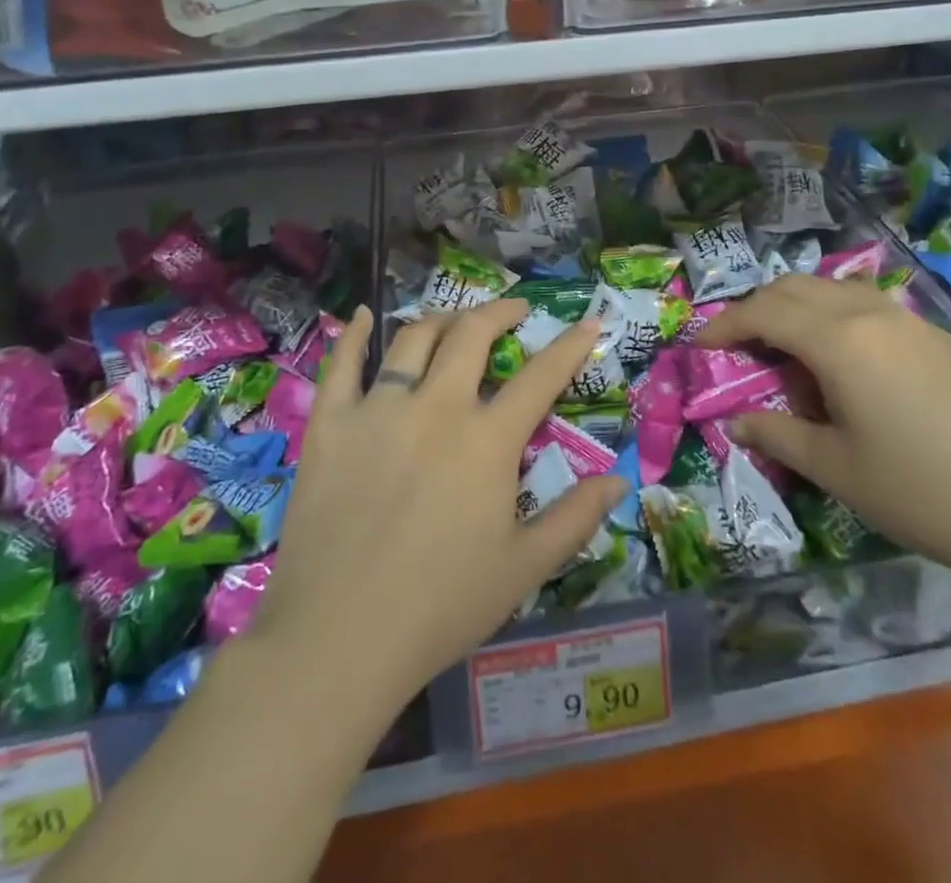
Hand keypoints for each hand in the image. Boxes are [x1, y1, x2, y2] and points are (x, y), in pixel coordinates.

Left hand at [249, 301, 627, 712]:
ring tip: (454, 322)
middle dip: (499, 313)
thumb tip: (618, 480)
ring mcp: (378, 409)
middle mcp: (436, 406)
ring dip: (441, 320)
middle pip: (471, 335)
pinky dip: (354, 333)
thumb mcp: (523, 568)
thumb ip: (575, 518)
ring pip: (413, 339)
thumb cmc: (441, 607)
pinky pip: (342, 364)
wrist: (339, 639)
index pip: (540, 377)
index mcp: (487, 439)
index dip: (569, 345)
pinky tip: (362, 314)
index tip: (587, 322)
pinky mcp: (331, 424)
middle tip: (513, 311)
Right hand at [697, 274, 950, 586]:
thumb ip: (776, 433)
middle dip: (756, 309)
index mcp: (839, 341)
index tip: (701, 345)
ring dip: (796, 307)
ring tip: (786, 350)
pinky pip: (866, 304)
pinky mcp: (933, 336)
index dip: (725, 325)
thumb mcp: (833, 468)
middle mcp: (869, 313)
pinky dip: (834, 315)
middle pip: (794, 287)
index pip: (764, 312)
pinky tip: (842, 360)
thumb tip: (736, 420)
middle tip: (739, 346)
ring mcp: (907, 319)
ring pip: (831, 288)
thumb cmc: (917, 492)